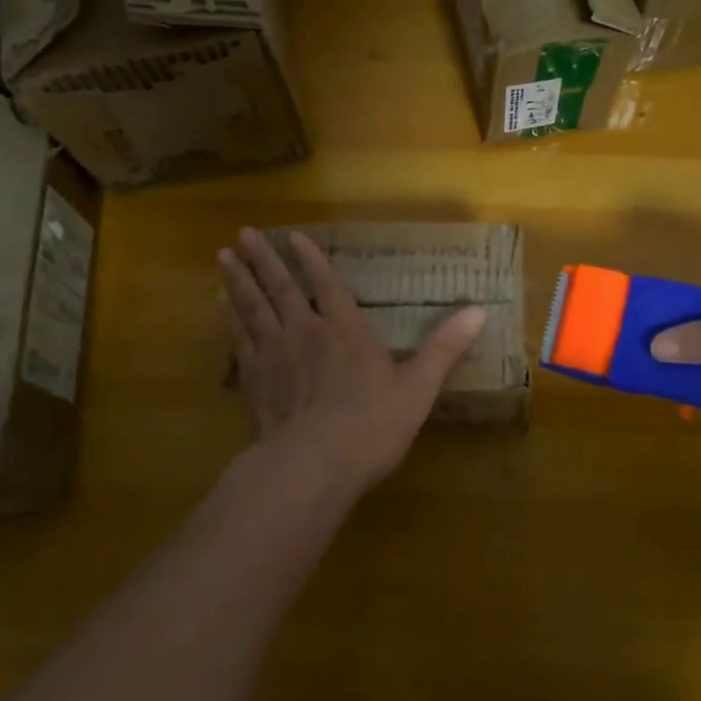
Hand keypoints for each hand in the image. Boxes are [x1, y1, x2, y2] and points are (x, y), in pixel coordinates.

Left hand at [220, 228, 487, 492]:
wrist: (311, 466)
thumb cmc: (370, 427)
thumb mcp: (418, 389)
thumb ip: (444, 348)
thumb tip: (479, 310)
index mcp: (345, 331)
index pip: (327, 285)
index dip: (311, 259)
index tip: (293, 237)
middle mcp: (305, 332)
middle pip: (280, 288)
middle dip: (263, 259)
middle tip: (242, 233)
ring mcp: (274, 355)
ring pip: (253, 307)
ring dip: (239, 280)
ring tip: (223, 257)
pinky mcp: (254, 380)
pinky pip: (239, 339)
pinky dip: (230, 318)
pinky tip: (221, 306)